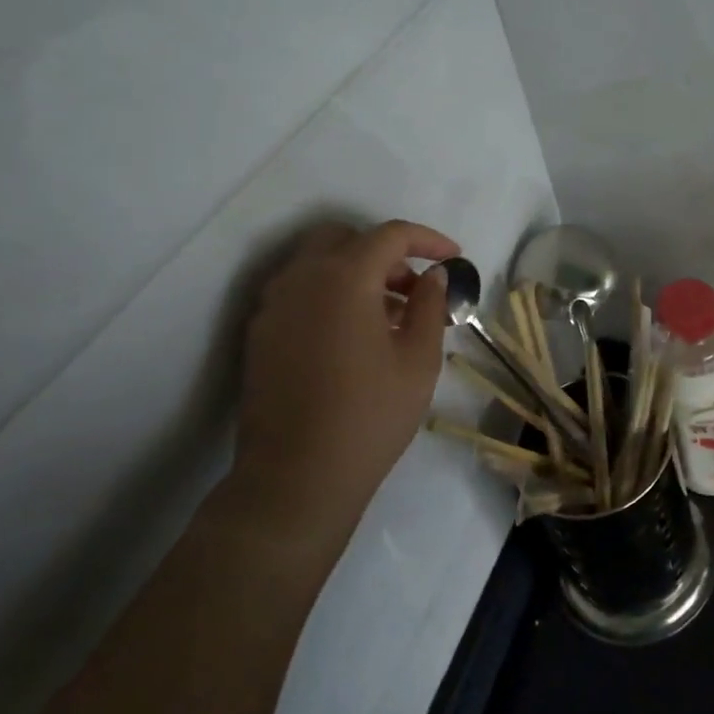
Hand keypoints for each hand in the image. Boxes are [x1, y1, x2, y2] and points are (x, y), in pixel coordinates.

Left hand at [235, 219, 459, 530]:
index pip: (389, 235)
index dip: (427, 240)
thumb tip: (432, 274)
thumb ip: (429, 305)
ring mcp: (273, 306)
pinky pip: (299, 292)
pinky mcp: (260, 334)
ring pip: (317, 264)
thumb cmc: (370, 415)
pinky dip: (330, 294)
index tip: (454, 258)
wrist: (296, 478)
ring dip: (356, 273)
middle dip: (385, 252)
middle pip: (345, 238)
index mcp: (343, 278)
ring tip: (390, 316)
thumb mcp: (419, 359)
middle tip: (415, 287)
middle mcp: (301, 279)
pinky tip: (354, 336)